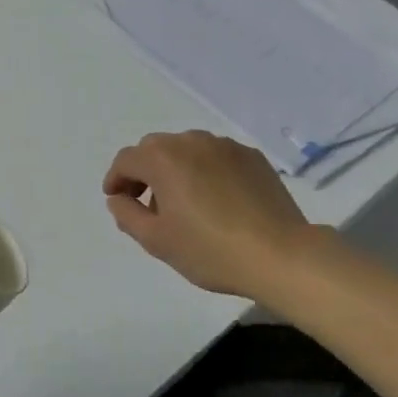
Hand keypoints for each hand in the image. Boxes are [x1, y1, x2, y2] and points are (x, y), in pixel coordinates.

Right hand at [102, 130, 322, 297]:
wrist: (281, 255)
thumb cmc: (211, 250)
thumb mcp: (157, 241)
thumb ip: (127, 215)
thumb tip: (118, 199)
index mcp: (163, 158)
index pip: (127, 160)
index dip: (116, 178)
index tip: (116, 198)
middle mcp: (191, 141)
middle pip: (155, 148)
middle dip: (144, 171)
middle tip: (146, 201)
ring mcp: (224, 145)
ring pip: (187, 149)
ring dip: (176, 168)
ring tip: (184, 202)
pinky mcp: (251, 156)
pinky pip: (216, 157)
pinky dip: (206, 170)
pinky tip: (216, 199)